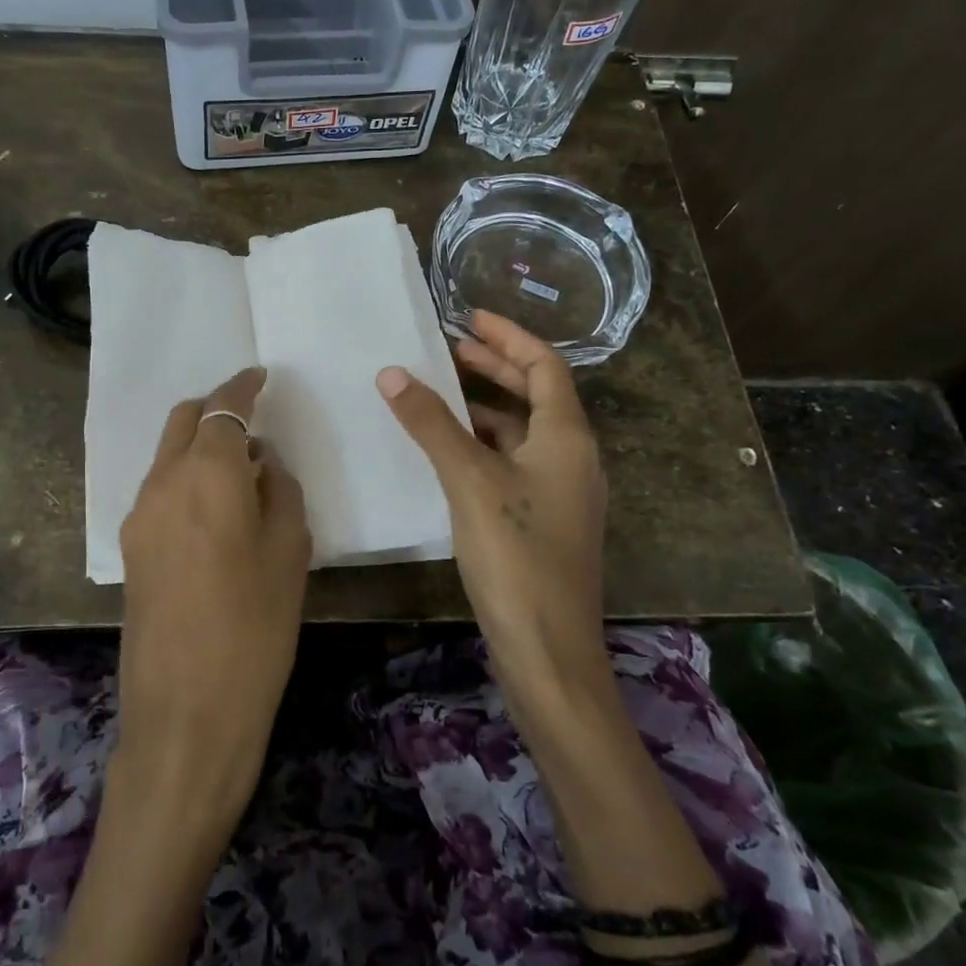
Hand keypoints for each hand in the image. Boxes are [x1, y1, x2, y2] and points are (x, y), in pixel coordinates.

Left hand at [116, 366, 311, 831]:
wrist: (186, 713)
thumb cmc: (255, 629)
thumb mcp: (289, 553)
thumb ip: (279, 492)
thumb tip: (263, 463)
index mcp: (207, 474)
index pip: (224, 409)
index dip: (243, 386)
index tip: (261, 376)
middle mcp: (163, 482)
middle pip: (183, 420)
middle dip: (215, 408)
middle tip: (251, 418)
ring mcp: (139, 515)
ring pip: (167, 454)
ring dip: (199, 445)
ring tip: (241, 469)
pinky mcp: (131, 547)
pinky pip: (160, 488)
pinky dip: (186, 476)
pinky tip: (216, 507)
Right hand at [376, 312, 608, 709]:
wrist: (547, 649)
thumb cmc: (516, 554)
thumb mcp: (469, 480)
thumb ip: (432, 424)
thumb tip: (393, 373)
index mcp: (567, 436)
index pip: (544, 365)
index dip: (508, 335)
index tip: (468, 316)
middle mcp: (573, 457)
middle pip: (537, 395)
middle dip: (496, 367)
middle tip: (451, 348)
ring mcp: (561, 491)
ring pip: (523, 432)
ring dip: (486, 408)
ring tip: (440, 395)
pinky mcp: (544, 520)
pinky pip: (514, 463)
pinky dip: (484, 446)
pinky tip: (450, 453)